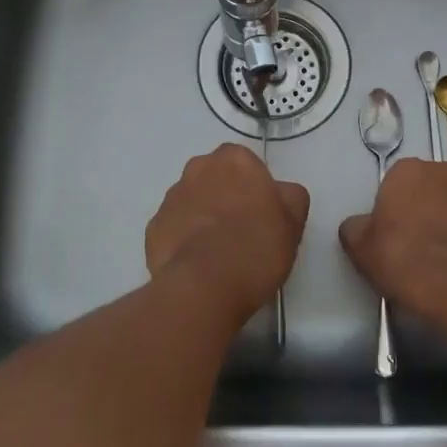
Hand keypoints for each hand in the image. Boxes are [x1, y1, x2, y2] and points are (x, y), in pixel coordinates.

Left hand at [146, 143, 309, 320]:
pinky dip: (184, 240)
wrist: (204, 286)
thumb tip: (280, 193)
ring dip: (203, 217)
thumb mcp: (293, 221)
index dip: (256, 188)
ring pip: (192, 201)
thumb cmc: (256, 247)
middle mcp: (198, 168)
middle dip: (226, 197)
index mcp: (234, 159)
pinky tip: (198, 264)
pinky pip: (174, 228)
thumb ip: (290, 196)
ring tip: (218, 253)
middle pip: (216, 178)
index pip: (247, 164)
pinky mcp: (153, 228)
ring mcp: (171, 198)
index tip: (262, 214)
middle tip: (242, 231)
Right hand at [339, 158, 446, 322]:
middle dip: (426, 210)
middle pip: (432, 189)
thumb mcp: (361, 248)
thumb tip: (358, 226)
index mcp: (410, 171)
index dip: (393, 209)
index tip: (392, 235)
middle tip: (417, 246)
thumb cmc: (406, 259)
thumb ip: (356, 229)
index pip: (396, 182)